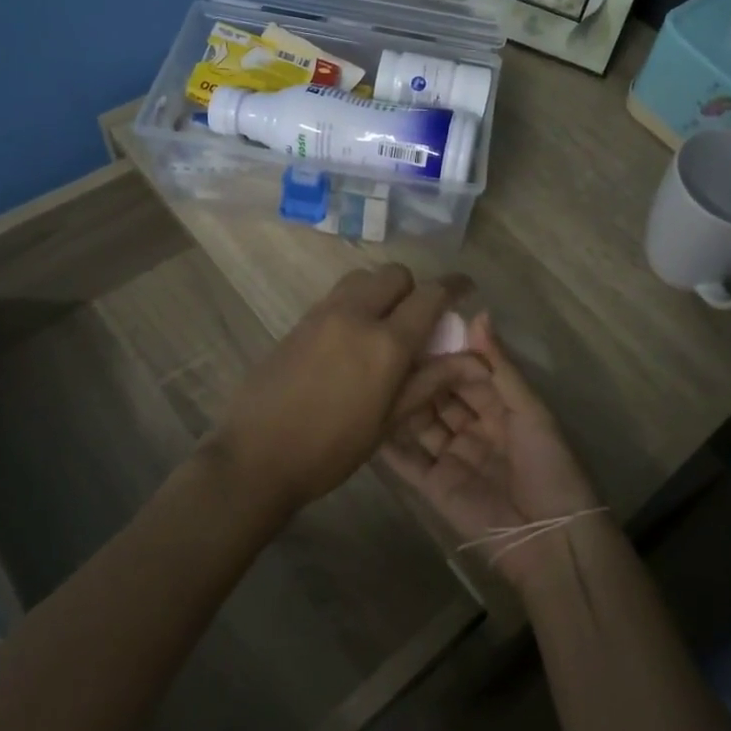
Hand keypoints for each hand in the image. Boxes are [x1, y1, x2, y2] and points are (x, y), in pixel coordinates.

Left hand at [208, 265, 479, 515]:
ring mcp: (323, 313)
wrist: (256, 456)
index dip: (454, 286)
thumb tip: (475, 361)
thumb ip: (430, 381)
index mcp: (385, 344)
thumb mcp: (388, 422)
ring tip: (382, 326)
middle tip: (416, 321)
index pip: (430, 295)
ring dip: (382, 291)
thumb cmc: (330, 450)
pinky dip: (355, 301)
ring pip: (363, 277)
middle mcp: (356, 315)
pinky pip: (338, 294)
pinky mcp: (300, 320)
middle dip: (413, 289)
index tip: (467, 288)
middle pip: (395, 274)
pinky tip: (351, 338)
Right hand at [380, 313, 601, 587]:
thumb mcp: (530, 410)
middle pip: (440, 397)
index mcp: (501, 409)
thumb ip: (500, 366)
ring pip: (420, 423)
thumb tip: (478, 314)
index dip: (447, 355)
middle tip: (387, 350)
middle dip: (421, 377)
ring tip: (371, 375)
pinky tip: (365, 418)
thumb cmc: (548, 466)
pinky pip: (406, 459)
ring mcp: (450, 457)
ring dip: (401, 403)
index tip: (419, 332)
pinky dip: (387, 443)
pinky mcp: (432, 485)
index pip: (467, 374)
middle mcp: (473, 429)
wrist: (550, 537)